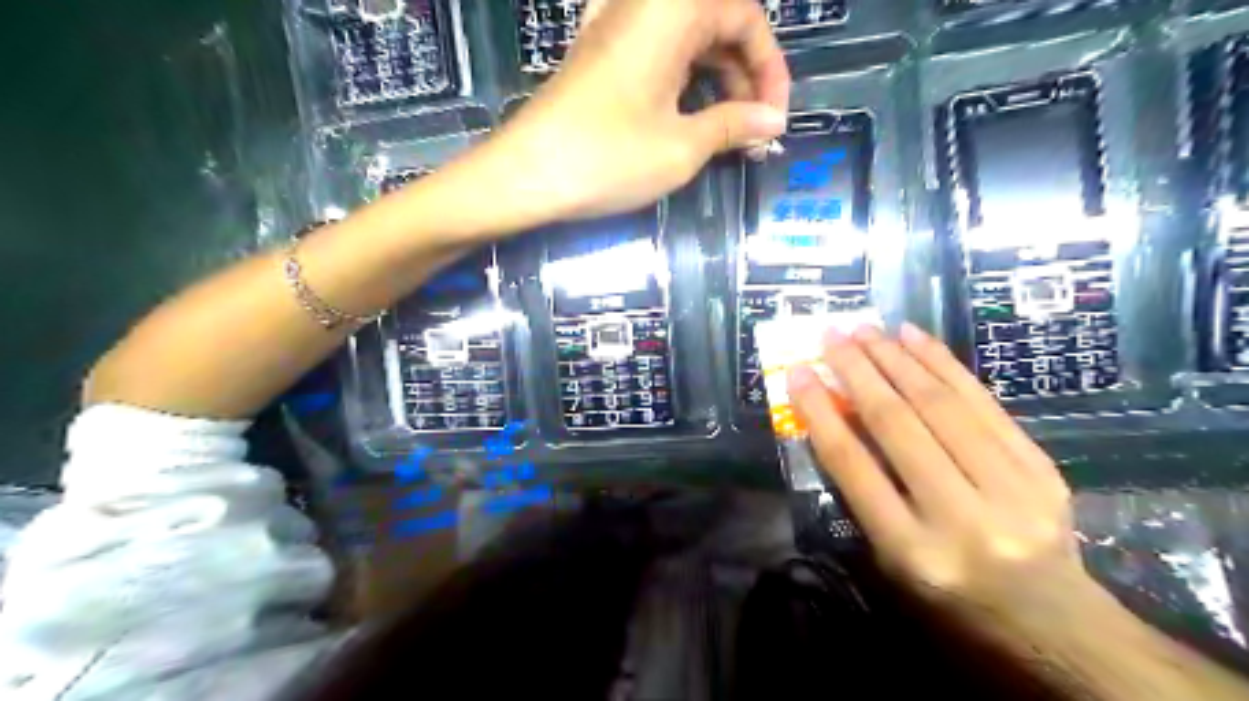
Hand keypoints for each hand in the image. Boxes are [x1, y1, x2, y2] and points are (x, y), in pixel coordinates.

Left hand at [470, 0, 787, 222]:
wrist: (525, 175)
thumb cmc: (607, 158)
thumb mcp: (681, 147)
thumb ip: (733, 126)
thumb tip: (772, 122)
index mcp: (672, 11)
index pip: (746, 16)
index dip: (770, 68)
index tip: (775, 118)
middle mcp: (644, 6)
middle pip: (718, 22)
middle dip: (746, 75)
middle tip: (755, 130)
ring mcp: (617, 28)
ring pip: (688, 40)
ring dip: (717, 80)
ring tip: (729, 132)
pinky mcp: (600, 55)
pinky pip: (658, 53)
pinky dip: (684, 81)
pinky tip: (690, 116)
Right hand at [789, 327, 1095, 627]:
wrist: (1053, 624)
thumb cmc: (951, 598)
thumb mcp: (891, 560)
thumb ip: (863, 492)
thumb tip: (837, 416)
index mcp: (913, 552)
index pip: (855, 467)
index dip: (821, 414)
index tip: (799, 374)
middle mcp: (962, 518)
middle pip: (899, 426)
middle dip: (858, 371)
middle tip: (832, 335)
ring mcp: (1012, 490)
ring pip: (942, 406)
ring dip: (897, 358)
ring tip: (867, 329)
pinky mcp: (1041, 468)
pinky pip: (984, 404)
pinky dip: (944, 364)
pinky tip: (915, 338)